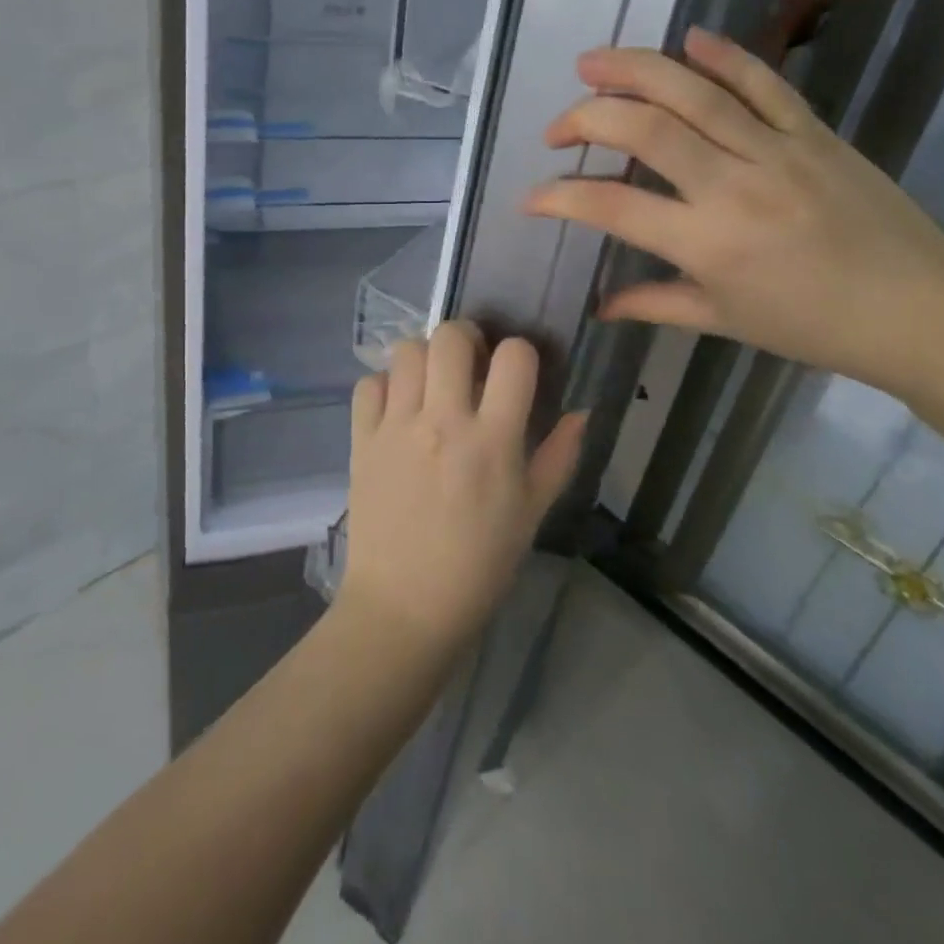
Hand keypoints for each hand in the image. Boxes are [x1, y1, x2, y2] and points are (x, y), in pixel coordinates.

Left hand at [340, 322, 586, 656]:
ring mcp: (396, 427)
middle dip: (467, 339)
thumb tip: (581, 412)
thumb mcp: (531, 515)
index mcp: (492, 441)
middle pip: (451, 336)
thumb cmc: (478, 566)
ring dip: (424, 357)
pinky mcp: (361, 439)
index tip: (515, 373)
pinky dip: (385, 386)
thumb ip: (558, 457)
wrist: (404, 606)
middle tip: (469, 364)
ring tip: (431, 383)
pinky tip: (397, 409)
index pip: (514, 358)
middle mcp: (443, 421)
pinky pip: (369, 384)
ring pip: (407, 350)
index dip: (520, 354)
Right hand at [523, 27, 943, 397]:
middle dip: (586, 118)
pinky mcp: (814, 132)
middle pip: (644, 128)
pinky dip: (724, 56)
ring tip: (592, 61)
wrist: (922, 311)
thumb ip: (654, 304)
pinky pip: (764, 83)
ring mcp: (777, 150)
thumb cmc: (815, 327)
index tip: (530, 196)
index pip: (611, 206)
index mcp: (707, 243)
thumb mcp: (725, 321)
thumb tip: (600, 306)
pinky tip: (688, 40)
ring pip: (694, 91)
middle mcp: (734, 185)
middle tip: (557, 127)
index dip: (559, 196)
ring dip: (634, 69)